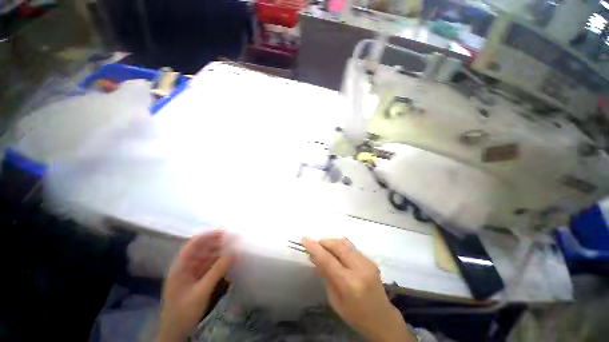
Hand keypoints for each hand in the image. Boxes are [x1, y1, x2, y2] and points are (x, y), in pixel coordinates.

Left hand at [156, 231, 233, 341]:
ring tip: (233, 246)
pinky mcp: (197, 280)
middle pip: (201, 249)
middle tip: (233, 238)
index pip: (193, 244)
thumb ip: (217, 271)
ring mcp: (191, 273)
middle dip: (216, 242)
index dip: (207, 235)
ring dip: (219, 251)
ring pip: (207, 257)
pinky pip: (209, 266)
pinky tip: (228, 259)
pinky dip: (218, 261)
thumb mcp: (201, 291)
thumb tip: (234, 252)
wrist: (175, 332)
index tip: (224, 231)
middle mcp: (185, 266)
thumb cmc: (184, 311)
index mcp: (180, 266)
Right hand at [301, 237, 415, 341]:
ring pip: (345, 242)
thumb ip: (325, 275)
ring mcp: (367, 262)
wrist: (382, 318)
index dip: (314, 248)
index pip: (328, 260)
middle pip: (338, 246)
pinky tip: (337, 253)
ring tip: (325, 248)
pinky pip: (351, 247)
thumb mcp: (335, 300)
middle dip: (324, 242)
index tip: (304, 239)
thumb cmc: (355, 315)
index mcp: (349, 284)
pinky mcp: (371, 260)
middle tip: (315, 244)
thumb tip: (314, 256)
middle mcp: (360, 269)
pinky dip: (341, 246)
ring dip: (332, 242)